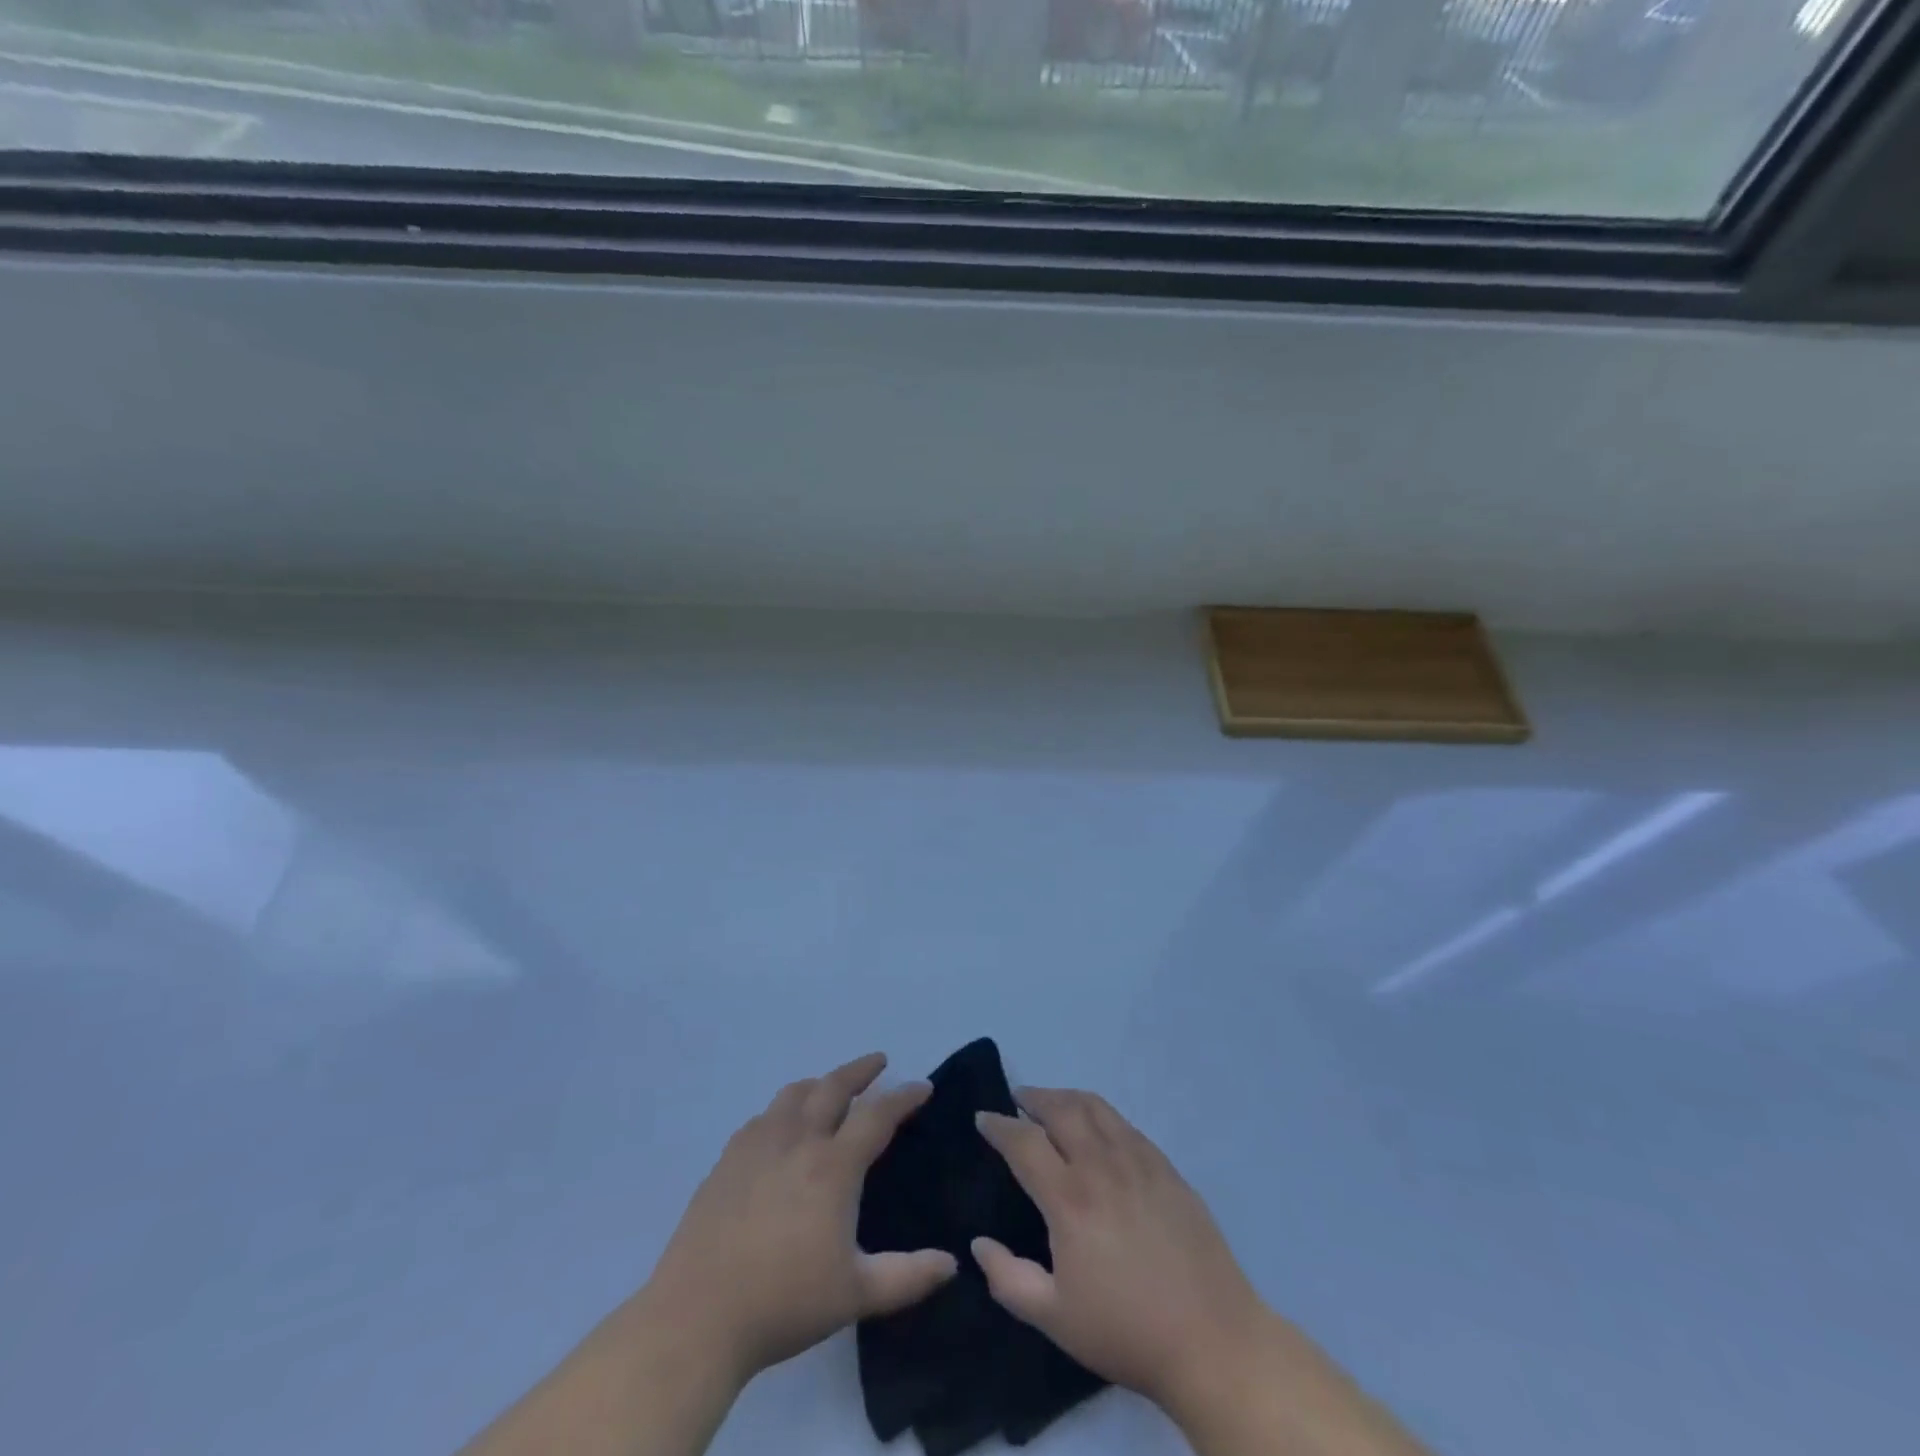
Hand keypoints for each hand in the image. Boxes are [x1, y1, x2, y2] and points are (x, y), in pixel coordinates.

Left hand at [640, 1053, 957, 1387]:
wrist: (698, 1316)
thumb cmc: (784, 1303)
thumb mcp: (856, 1294)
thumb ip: (908, 1277)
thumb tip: (951, 1263)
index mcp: (833, 1166)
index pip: (877, 1115)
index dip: (904, 1097)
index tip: (922, 1086)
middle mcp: (797, 1141)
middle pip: (833, 1087)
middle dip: (861, 1070)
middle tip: (879, 1062)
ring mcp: (757, 1146)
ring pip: (794, 1094)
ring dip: (820, 1083)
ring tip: (830, 1087)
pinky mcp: (727, 1161)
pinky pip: (762, 1118)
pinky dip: (783, 1110)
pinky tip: (780, 1127)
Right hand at [972, 1089, 1273, 1419]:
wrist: (1212, 1339)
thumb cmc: (1126, 1331)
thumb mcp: (1055, 1318)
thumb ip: (1009, 1278)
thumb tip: (978, 1242)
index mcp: (1069, 1198)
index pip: (1024, 1141)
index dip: (999, 1125)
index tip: (983, 1118)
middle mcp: (1101, 1165)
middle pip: (1061, 1109)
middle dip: (1034, 1098)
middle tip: (1018, 1100)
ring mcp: (1138, 1161)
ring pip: (1095, 1107)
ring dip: (1067, 1097)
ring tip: (1053, 1103)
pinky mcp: (1166, 1167)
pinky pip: (1125, 1124)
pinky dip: (1100, 1114)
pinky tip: (1098, 1128)